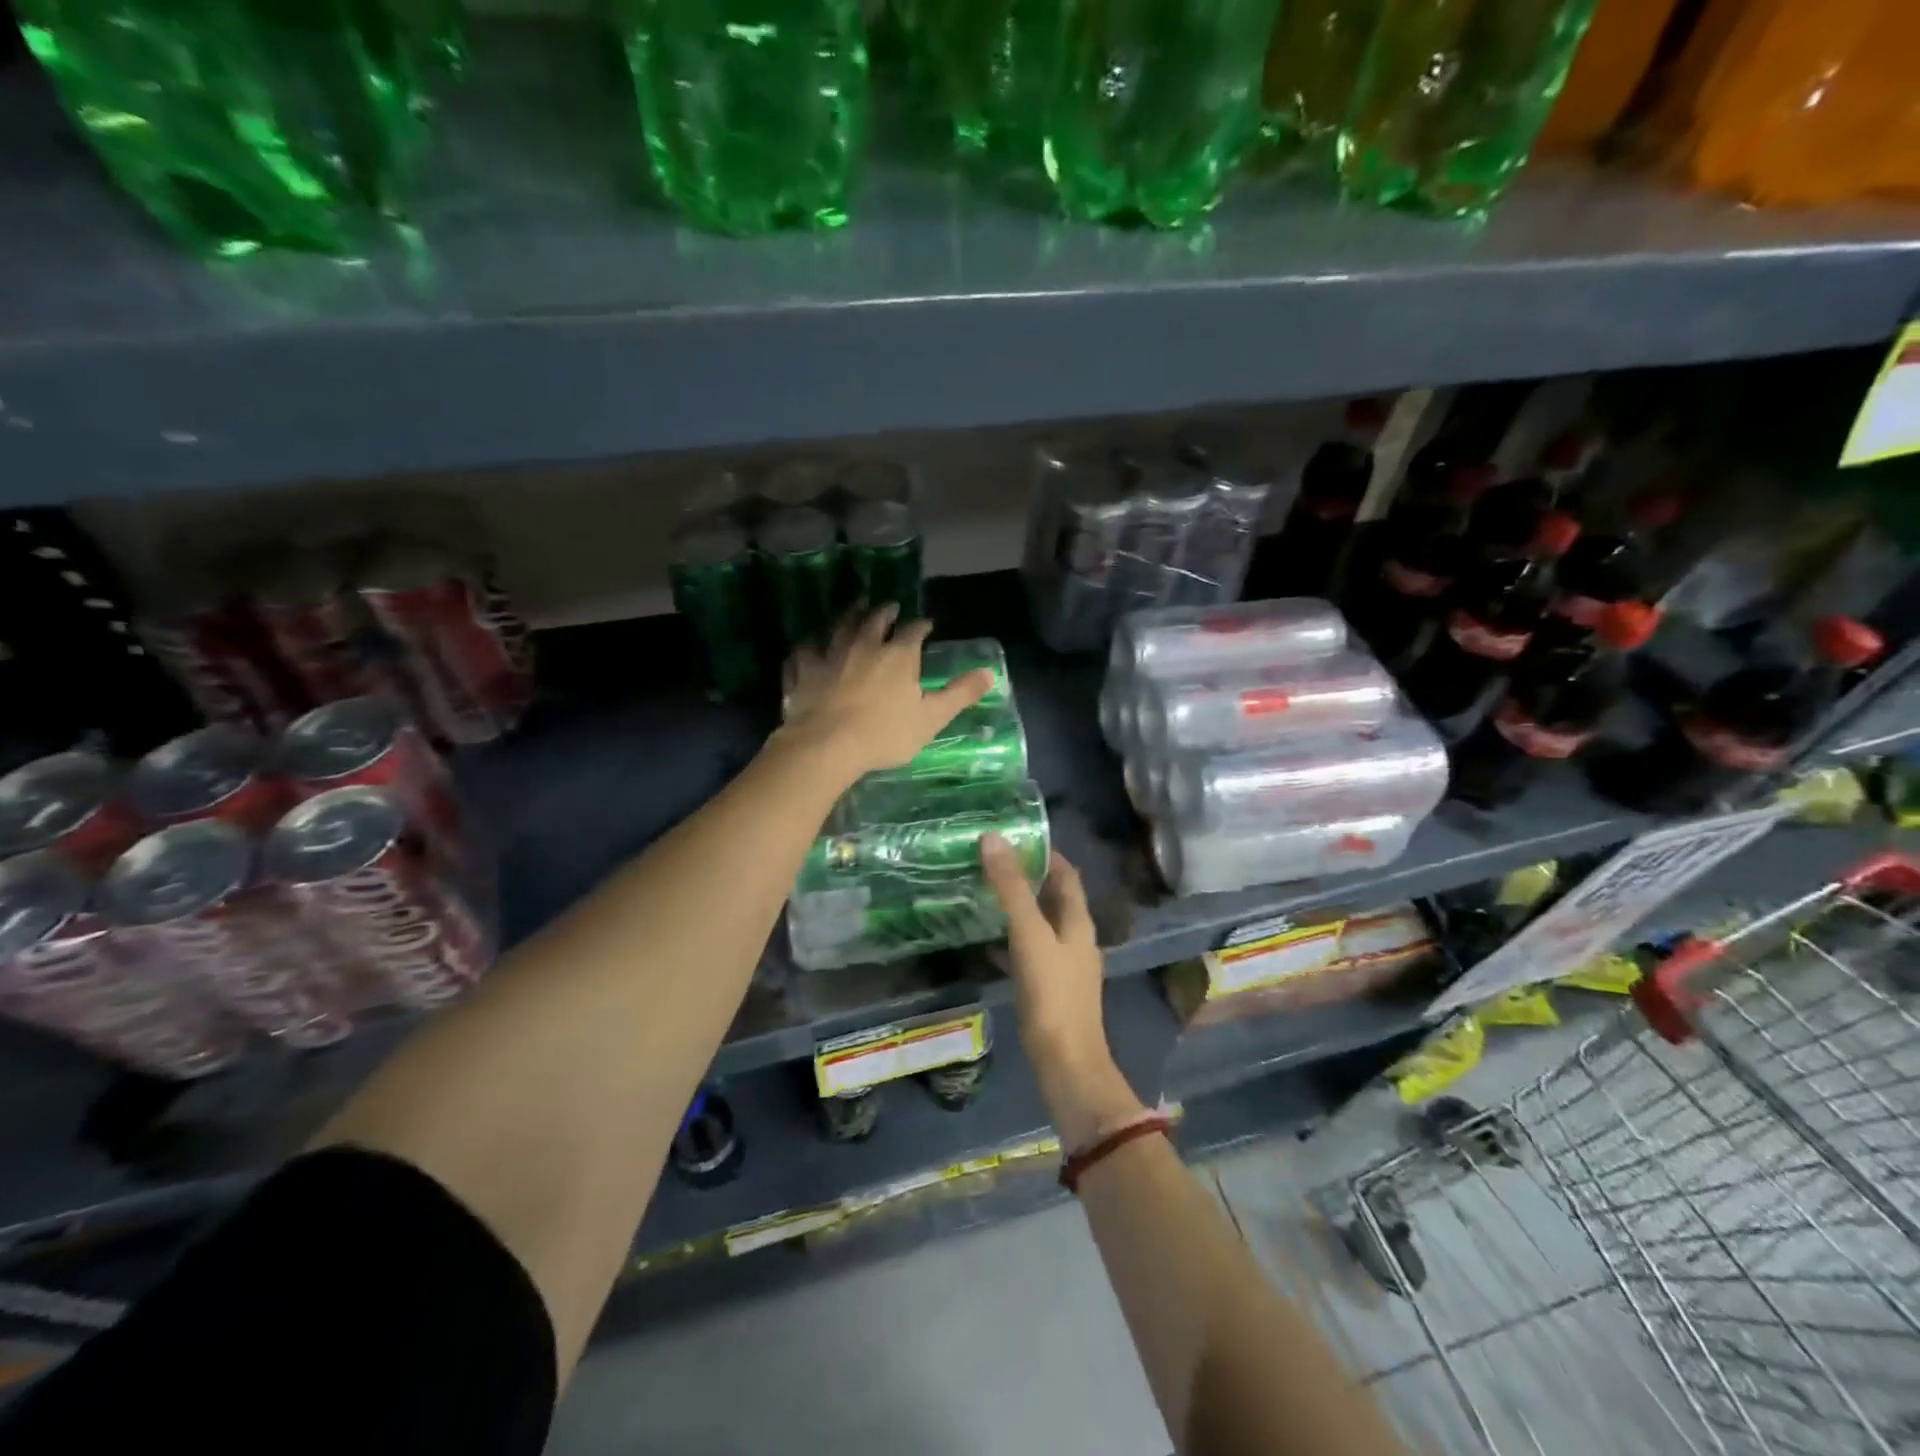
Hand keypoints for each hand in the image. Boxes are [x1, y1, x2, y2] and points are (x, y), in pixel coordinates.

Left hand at [780, 606, 992, 782]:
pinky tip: (809, 647)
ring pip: (839, 627)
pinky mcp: (803, 670)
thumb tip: (989, 673)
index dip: (921, 626)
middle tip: (888, 606)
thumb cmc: (884, 733)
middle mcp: (864, 645)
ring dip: (848, 615)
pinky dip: (809, 646)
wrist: (827, 745)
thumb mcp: (931, 718)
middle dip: (884, 611)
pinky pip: (804, 651)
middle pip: (874, 619)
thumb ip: (959, 694)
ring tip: (854, 608)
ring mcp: (830, 654)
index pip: (913, 631)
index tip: (926, 624)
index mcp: (898, 655)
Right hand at [981, 839, 1145, 1146]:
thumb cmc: (1052, 994)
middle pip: (1052, 898)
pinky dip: (1009, 940)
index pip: (1066, 874)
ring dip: (1016, 908)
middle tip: (989, 861)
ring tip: (982, 893)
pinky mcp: (1048, 989)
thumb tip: (993, 838)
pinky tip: (984, 942)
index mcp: (1078, 921)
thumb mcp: (1029, 934)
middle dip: (1025, 878)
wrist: (1066, 1064)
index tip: (1014, 837)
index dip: (1045, 853)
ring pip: (1039, 925)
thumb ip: (1011, 888)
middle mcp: (1075, 939)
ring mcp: (1063, 966)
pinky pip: (1028, 953)